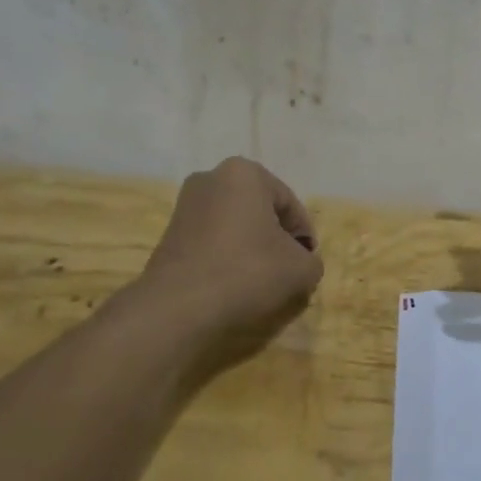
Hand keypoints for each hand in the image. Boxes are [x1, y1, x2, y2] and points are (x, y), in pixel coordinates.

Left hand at [141, 157, 323, 333]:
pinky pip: (212, 242)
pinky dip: (227, 258)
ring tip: (261, 282)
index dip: (305, 236)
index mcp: (245, 172)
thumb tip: (301, 263)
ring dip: (252, 249)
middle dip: (276, 239)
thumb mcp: (300, 269)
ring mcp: (185, 205)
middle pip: (261, 212)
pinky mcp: (169, 234)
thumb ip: (311, 261)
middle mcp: (211, 178)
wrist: (178, 308)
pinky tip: (233, 285)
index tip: (307, 264)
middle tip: (287, 271)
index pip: (290, 204)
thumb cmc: (247, 272)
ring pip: (235, 227)